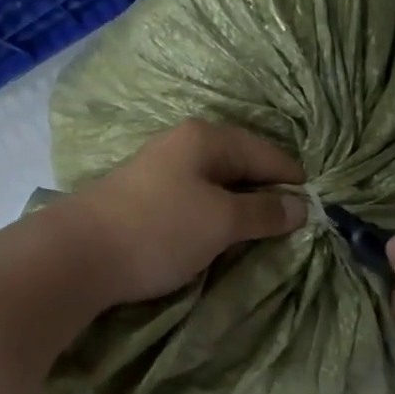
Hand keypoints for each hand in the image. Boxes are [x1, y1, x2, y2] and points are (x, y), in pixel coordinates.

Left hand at [63, 120, 306, 303]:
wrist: (78, 255)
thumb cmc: (159, 230)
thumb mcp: (221, 221)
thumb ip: (264, 212)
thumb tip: (302, 207)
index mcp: (208, 138)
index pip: (268, 154)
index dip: (294, 182)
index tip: (316, 213)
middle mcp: (185, 144)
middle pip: (243, 166)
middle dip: (268, 195)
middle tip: (291, 229)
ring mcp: (163, 170)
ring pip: (219, 185)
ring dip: (241, 209)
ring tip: (261, 237)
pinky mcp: (147, 198)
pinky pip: (197, 201)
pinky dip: (216, 217)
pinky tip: (221, 237)